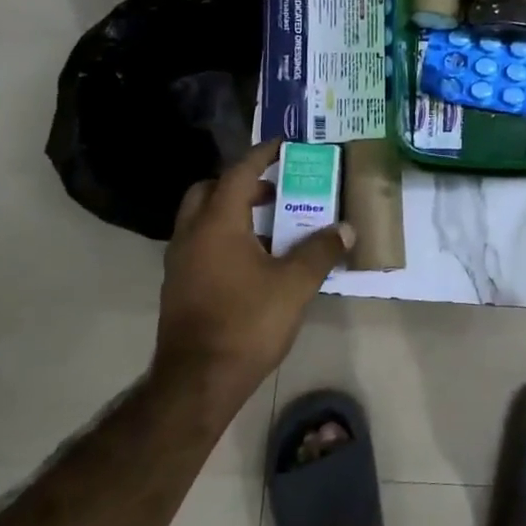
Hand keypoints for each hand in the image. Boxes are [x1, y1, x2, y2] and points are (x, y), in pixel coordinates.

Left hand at [155, 139, 352, 405]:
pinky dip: (224, 235)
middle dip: (242, 182)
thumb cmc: (247, 323)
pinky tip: (253, 259)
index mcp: (217, 224)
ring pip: (202, 218)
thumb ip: (321, 251)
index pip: (238, 173)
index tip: (284, 145)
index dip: (262, 154)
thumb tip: (345, 229)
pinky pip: (200, 242)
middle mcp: (191, 234)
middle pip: (210, 190)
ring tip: (271, 225)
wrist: (198, 381)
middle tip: (275, 189)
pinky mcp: (179, 285)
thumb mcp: (295, 285)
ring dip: (232, 210)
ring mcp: (180, 261)